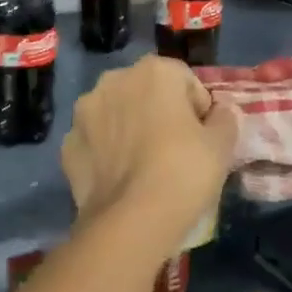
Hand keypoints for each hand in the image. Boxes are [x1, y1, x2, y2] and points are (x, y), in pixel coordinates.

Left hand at [62, 55, 236, 241]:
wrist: (130, 220)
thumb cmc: (183, 172)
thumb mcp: (221, 146)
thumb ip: (224, 119)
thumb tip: (220, 112)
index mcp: (152, 71)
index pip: (184, 80)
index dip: (197, 108)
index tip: (202, 136)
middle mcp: (112, 81)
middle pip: (144, 91)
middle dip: (158, 112)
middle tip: (175, 149)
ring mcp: (84, 112)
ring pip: (114, 114)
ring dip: (128, 128)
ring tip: (144, 165)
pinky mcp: (67, 143)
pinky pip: (94, 141)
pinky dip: (105, 152)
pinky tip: (120, 178)